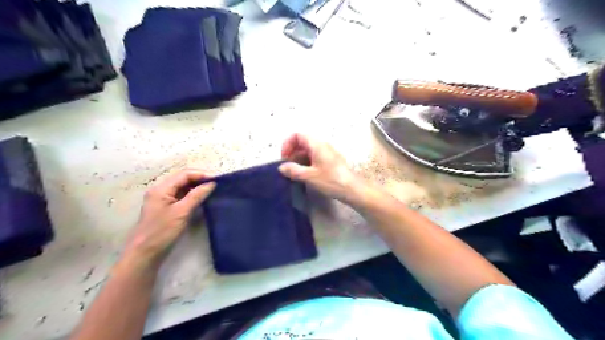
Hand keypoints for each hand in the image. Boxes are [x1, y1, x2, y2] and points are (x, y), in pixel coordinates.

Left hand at [121, 170, 216, 271]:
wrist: (145, 253)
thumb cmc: (162, 231)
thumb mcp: (182, 212)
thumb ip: (197, 195)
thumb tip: (212, 183)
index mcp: (161, 188)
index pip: (185, 174)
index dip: (202, 174)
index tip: (218, 179)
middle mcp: (161, 190)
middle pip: (183, 178)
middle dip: (200, 179)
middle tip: (217, 183)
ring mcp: (162, 199)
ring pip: (182, 187)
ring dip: (197, 186)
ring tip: (212, 189)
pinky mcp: (166, 207)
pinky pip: (181, 195)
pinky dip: (192, 194)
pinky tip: (202, 197)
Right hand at [278, 133, 357, 201]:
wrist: (352, 189)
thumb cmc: (331, 180)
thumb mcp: (309, 176)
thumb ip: (293, 170)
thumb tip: (281, 167)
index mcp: (317, 145)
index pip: (297, 135)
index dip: (287, 144)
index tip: (284, 158)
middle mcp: (322, 145)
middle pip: (302, 143)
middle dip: (291, 153)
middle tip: (287, 168)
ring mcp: (327, 153)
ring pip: (308, 151)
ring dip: (298, 160)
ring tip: (294, 174)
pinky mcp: (330, 161)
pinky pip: (314, 158)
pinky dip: (306, 164)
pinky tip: (304, 175)